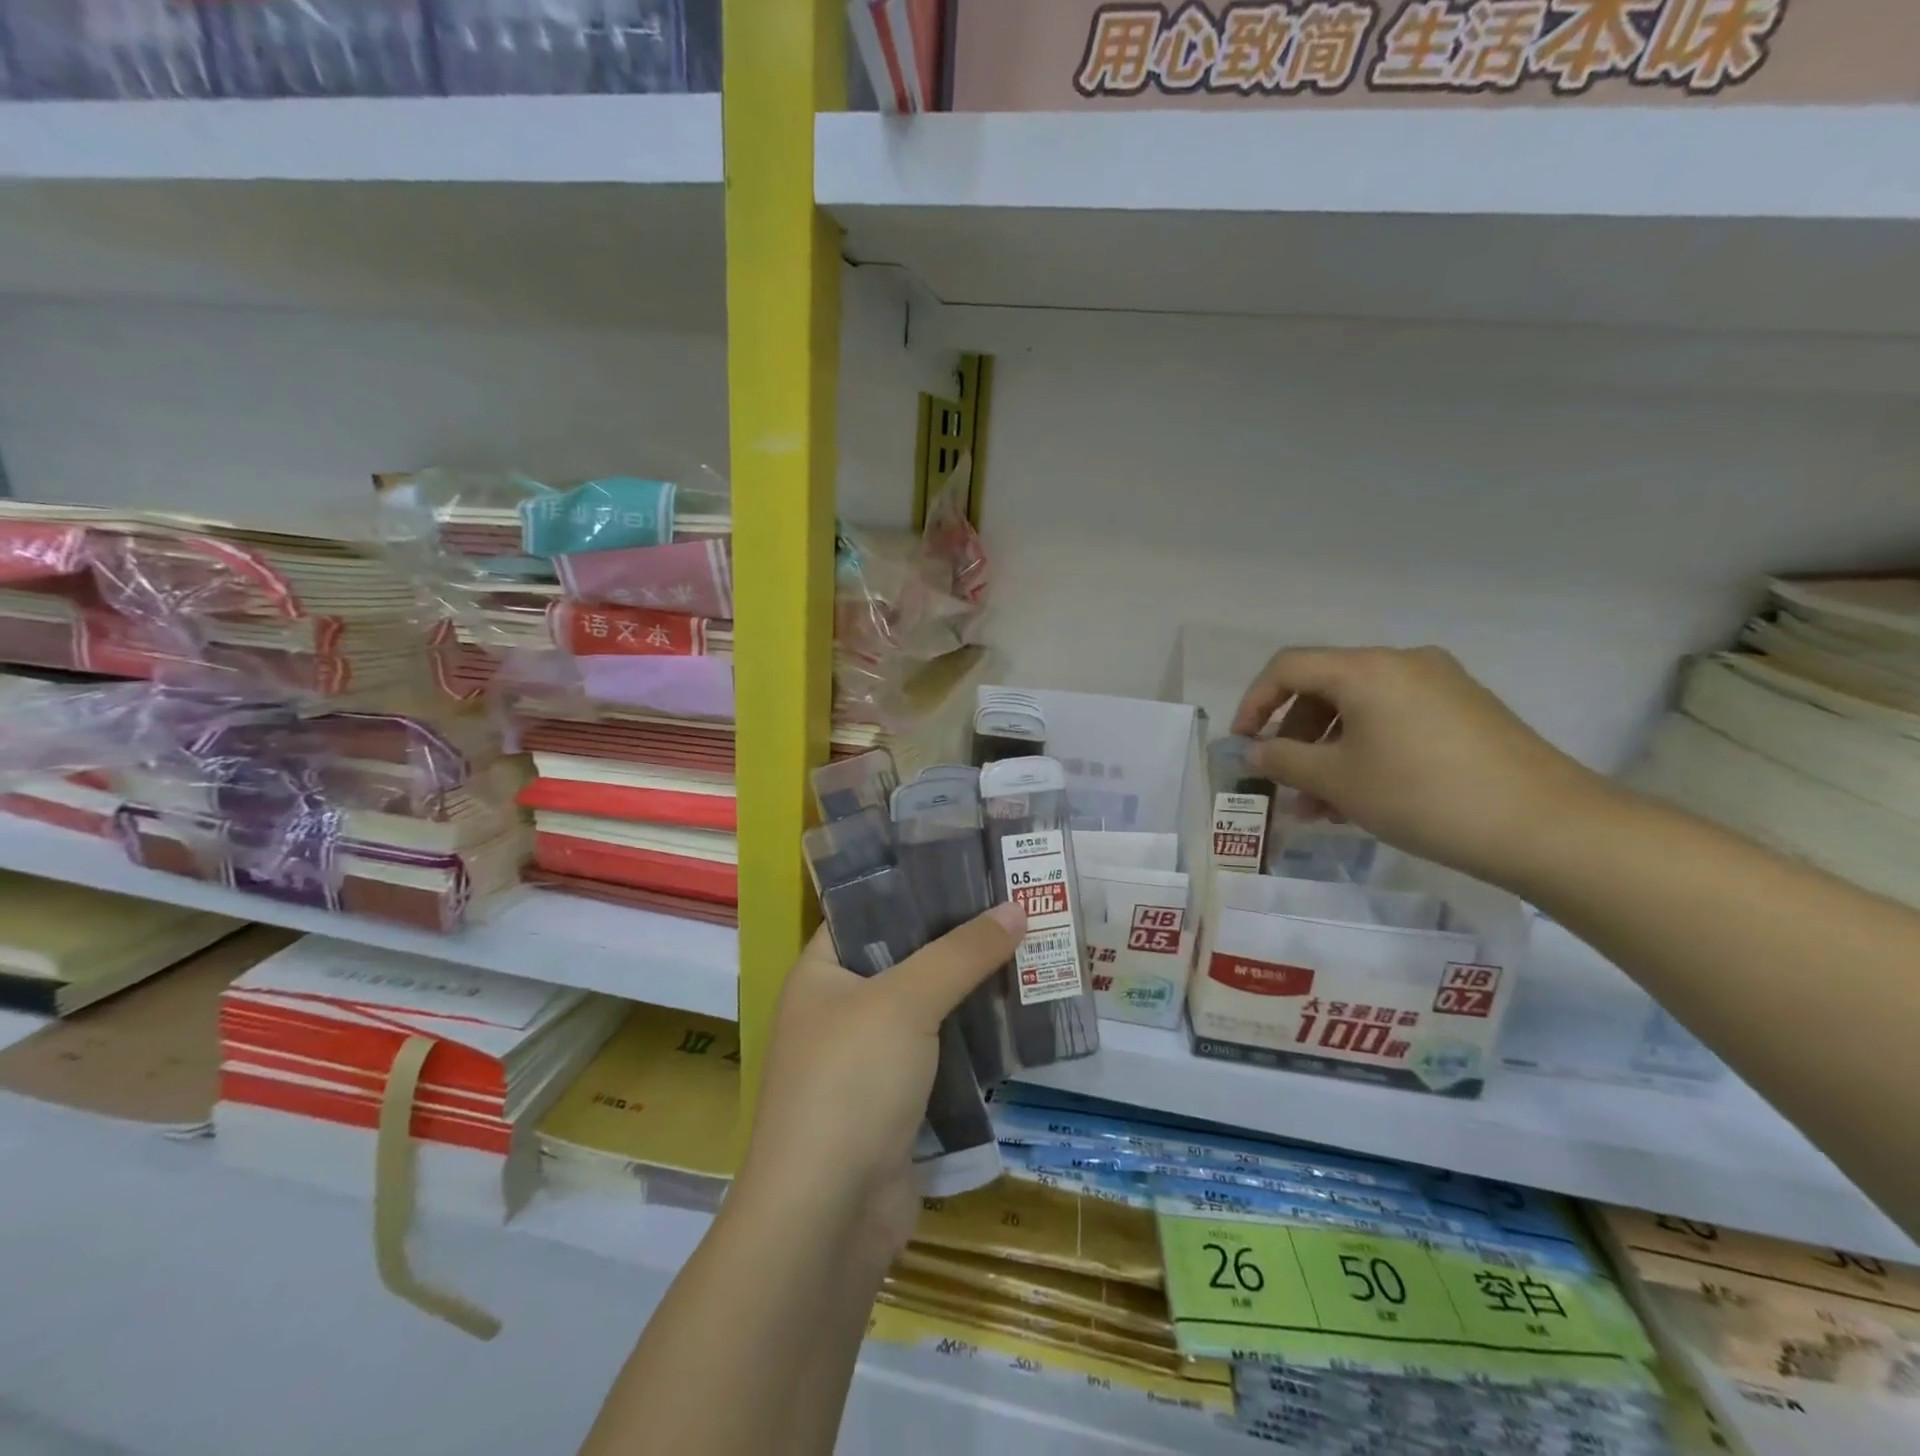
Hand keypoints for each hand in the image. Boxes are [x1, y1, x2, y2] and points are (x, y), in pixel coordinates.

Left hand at [734, 903, 1025, 1265]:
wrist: (827, 1218)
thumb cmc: (850, 1083)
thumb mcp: (905, 1002)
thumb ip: (960, 953)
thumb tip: (1017, 908)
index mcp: (821, 973)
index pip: (868, 909)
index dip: (916, 887)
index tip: (971, 868)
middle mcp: (840, 1009)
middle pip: (906, 957)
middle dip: (958, 939)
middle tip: (1015, 907)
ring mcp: (868, 1059)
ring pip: (929, 1007)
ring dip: (973, 989)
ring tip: (1029, 951)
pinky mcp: (897, 1101)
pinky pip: (942, 1052)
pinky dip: (974, 1037)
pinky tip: (1019, 1016)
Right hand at [1233, 646, 1604, 886]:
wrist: (1546, 826)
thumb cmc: (1422, 795)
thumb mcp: (1338, 780)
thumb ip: (1283, 760)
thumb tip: (1253, 751)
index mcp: (1366, 669)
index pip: (1288, 667)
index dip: (1254, 702)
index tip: (1243, 744)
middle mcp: (1402, 663)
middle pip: (1325, 688)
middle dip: (1294, 736)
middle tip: (1284, 782)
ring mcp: (1440, 685)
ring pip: (1360, 710)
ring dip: (1329, 752)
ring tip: (1320, 807)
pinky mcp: (1466, 712)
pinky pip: (1395, 721)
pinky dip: (1366, 751)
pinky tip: (1363, 797)